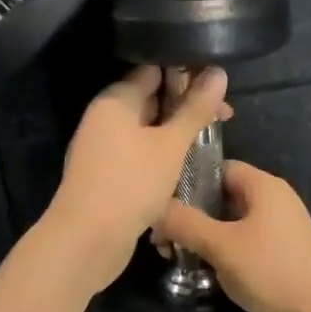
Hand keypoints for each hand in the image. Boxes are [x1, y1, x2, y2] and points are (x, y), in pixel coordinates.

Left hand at [39, 65, 231, 293]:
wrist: (86, 241)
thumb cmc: (131, 183)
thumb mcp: (171, 144)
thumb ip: (195, 108)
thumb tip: (218, 72)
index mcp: (116, 99)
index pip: (154, 70)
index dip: (187, 73)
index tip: (218, 84)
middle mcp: (106, 117)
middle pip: (151, 98)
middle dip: (186, 105)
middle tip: (224, 116)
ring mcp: (104, 146)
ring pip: (147, 128)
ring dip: (176, 132)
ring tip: (210, 138)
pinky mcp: (107, 173)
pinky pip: (139, 151)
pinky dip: (162, 153)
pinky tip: (185, 163)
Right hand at [154, 161, 310, 311]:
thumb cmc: (274, 271)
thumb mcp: (223, 245)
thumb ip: (186, 224)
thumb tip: (154, 208)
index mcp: (263, 186)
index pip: (218, 168)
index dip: (188, 181)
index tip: (159, 202)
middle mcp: (272, 202)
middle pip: (222, 198)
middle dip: (191, 215)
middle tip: (160, 239)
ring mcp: (277, 232)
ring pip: (230, 225)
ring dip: (204, 239)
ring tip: (173, 258)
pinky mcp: (278, 260)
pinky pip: (242, 248)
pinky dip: (222, 257)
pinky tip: (200, 275)